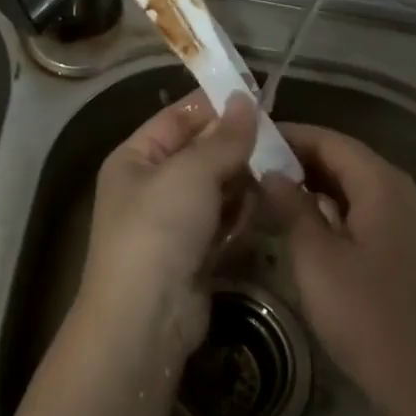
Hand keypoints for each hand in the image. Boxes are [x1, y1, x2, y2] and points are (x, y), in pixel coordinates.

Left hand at [79, 92, 258, 357]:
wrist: (145, 320)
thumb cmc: (159, 229)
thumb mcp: (191, 173)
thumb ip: (224, 138)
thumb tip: (245, 99)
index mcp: (135, 158)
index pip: (177, 117)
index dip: (215, 105)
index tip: (257, 95)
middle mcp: (151, 186)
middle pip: (201, 153)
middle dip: (236, 146)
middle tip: (279, 138)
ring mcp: (173, 223)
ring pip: (217, 188)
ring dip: (243, 181)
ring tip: (278, 171)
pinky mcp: (195, 254)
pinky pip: (224, 222)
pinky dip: (242, 215)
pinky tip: (265, 206)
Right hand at [261, 125, 415, 415]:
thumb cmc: (367, 314)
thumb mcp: (316, 258)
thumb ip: (291, 207)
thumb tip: (271, 173)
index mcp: (382, 183)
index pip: (329, 140)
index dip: (289, 136)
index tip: (250, 140)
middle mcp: (401, 192)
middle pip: (345, 159)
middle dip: (299, 160)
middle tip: (253, 167)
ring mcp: (410, 222)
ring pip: (355, 187)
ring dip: (314, 186)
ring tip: (270, 194)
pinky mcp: (409, 250)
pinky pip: (366, 211)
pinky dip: (333, 210)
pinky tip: (305, 227)